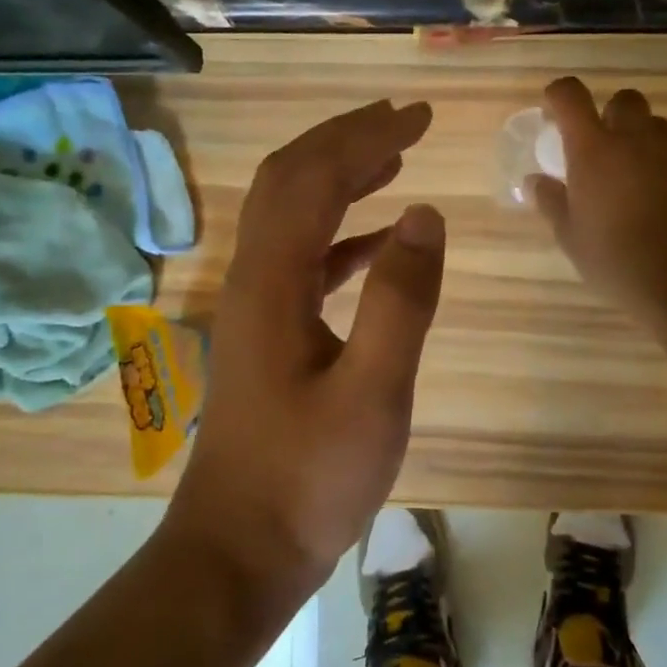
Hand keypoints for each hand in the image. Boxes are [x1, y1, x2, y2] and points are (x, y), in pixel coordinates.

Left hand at [167, 100, 446, 598]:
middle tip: (406, 121)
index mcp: (272, 282)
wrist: (241, 550)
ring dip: (340, 178)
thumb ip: (401, 300)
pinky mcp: (268, 334)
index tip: (419, 116)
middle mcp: (254, 279)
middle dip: (346, 140)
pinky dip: (341, 234)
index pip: (314, 178)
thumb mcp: (373, 393)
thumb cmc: (309, 478)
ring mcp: (257, 307)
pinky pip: (304, 260)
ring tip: (395, 158)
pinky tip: (378, 239)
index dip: (365, 137)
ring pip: (293, 216)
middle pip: (291, 181)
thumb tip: (425, 213)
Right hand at [531, 77, 666, 324]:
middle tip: (604, 150)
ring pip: (659, 129)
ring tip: (638, 181)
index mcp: (595, 149)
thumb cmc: (616, 260)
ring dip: (645, 143)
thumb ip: (552, 202)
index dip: (560, 95)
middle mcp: (637, 139)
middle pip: (625, 100)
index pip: (571, 96)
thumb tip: (535, 181)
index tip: (555, 110)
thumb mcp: (571, 237)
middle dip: (612, 115)